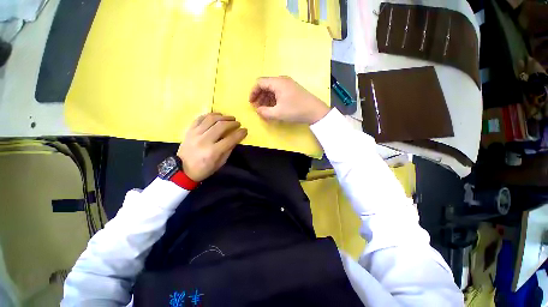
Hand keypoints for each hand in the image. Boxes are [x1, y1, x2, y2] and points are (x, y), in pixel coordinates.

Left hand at [177, 113, 246, 181]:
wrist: (183, 170)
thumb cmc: (204, 169)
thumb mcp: (220, 163)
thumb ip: (229, 150)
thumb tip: (236, 138)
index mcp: (213, 152)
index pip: (230, 139)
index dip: (240, 133)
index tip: (245, 130)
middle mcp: (204, 141)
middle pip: (221, 126)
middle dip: (232, 123)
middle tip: (237, 123)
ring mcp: (195, 134)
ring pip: (210, 119)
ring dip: (222, 116)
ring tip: (228, 118)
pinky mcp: (189, 130)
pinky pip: (200, 118)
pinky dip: (209, 115)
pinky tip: (216, 116)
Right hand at [249, 76, 329, 124]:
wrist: (315, 111)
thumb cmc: (296, 111)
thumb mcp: (278, 113)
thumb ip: (264, 112)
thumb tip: (258, 110)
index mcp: (278, 82)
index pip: (260, 82)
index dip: (253, 92)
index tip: (251, 103)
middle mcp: (282, 80)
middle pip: (266, 85)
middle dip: (259, 97)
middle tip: (258, 108)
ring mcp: (288, 84)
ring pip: (272, 89)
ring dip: (266, 99)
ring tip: (265, 110)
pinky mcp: (292, 90)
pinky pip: (279, 92)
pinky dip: (274, 99)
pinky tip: (274, 108)